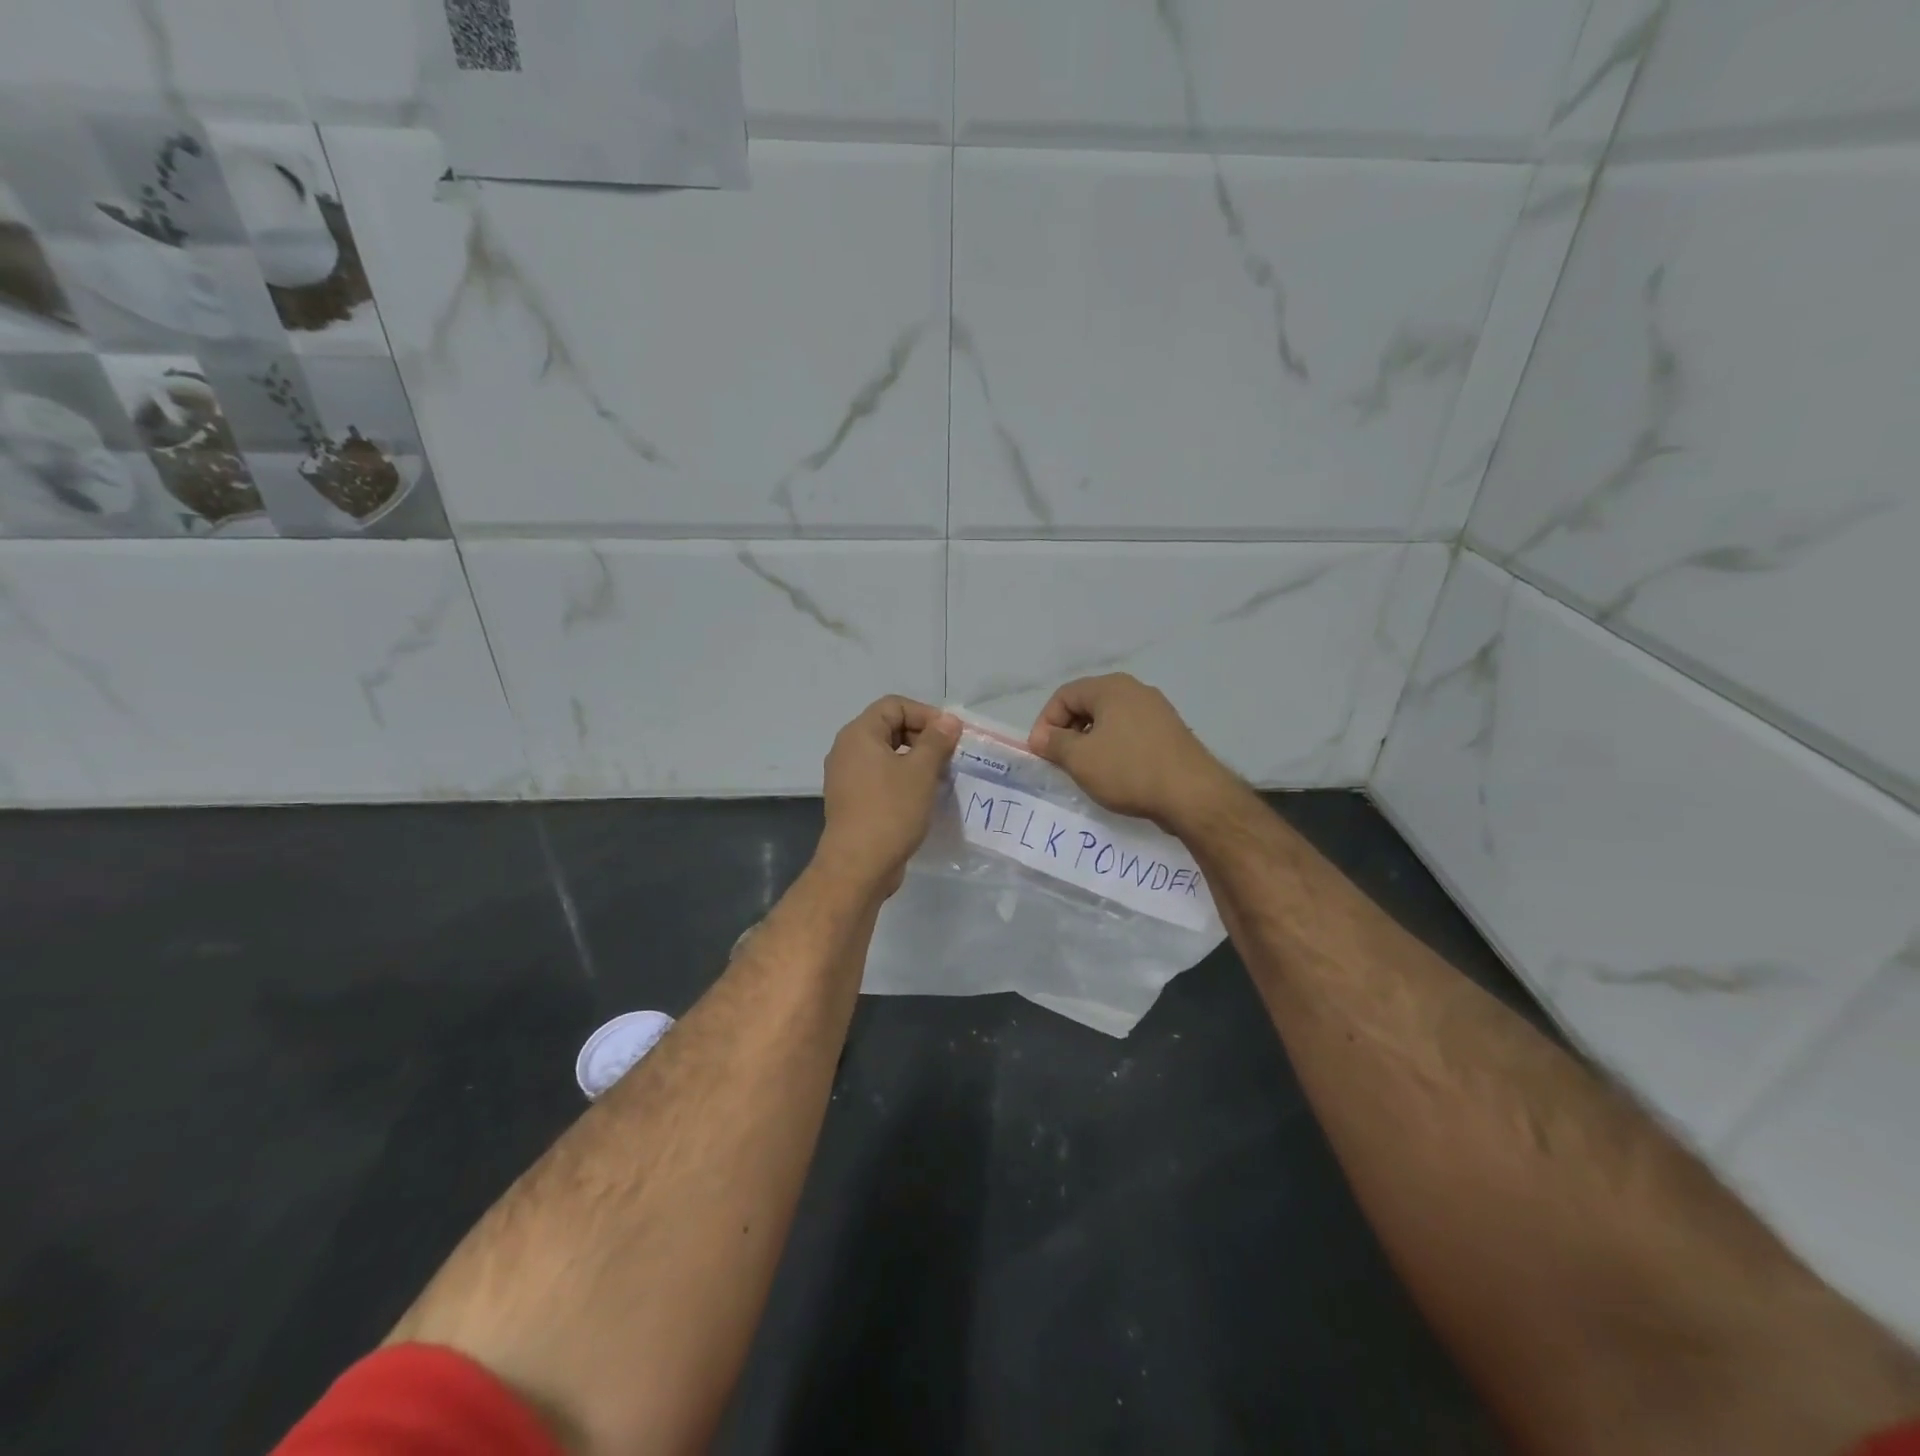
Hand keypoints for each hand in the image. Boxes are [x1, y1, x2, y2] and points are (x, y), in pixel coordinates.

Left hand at [818, 696, 960, 894]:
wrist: (858, 866)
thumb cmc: (890, 811)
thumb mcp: (920, 772)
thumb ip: (936, 741)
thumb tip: (949, 720)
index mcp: (859, 735)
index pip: (894, 705)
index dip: (925, 713)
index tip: (950, 735)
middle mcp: (847, 750)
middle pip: (889, 727)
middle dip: (922, 736)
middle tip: (949, 755)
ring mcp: (847, 777)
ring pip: (886, 755)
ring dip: (915, 760)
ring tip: (941, 776)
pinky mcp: (853, 801)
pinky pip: (880, 777)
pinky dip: (903, 779)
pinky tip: (924, 796)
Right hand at [1028, 674, 1237, 830]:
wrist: (1192, 795)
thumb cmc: (1128, 770)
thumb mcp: (1080, 759)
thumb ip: (1054, 743)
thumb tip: (1041, 737)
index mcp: (1111, 687)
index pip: (1064, 695)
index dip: (1045, 722)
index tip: (1041, 753)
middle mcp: (1135, 690)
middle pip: (1087, 704)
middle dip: (1067, 732)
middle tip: (1059, 761)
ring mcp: (1157, 710)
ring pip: (1110, 720)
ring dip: (1090, 742)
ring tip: (1085, 770)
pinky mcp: (1170, 733)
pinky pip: (1130, 733)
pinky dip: (1114, 748)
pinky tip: (1114, 774)